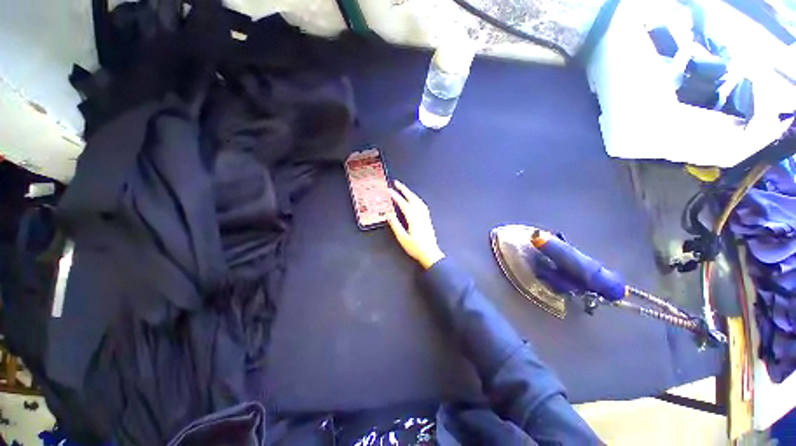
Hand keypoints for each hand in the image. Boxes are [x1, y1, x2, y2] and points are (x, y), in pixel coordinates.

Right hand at [387, 180, 444, 269]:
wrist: (430, 253)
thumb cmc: (416, 247)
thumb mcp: (402, 237)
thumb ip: (395, 224)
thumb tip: (388, 214)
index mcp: (413, 218)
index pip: (403, 203)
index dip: (396, 196)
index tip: (389, 190)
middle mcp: (420, 214)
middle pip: (412, 198)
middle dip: (404, 189)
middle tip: (396, 183)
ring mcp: (425, 216)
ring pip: (418, 200)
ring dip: (410, 193)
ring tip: (404, 189)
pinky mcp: (427, 219)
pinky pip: (422, 204)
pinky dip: (416, 199)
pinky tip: (414, 200)